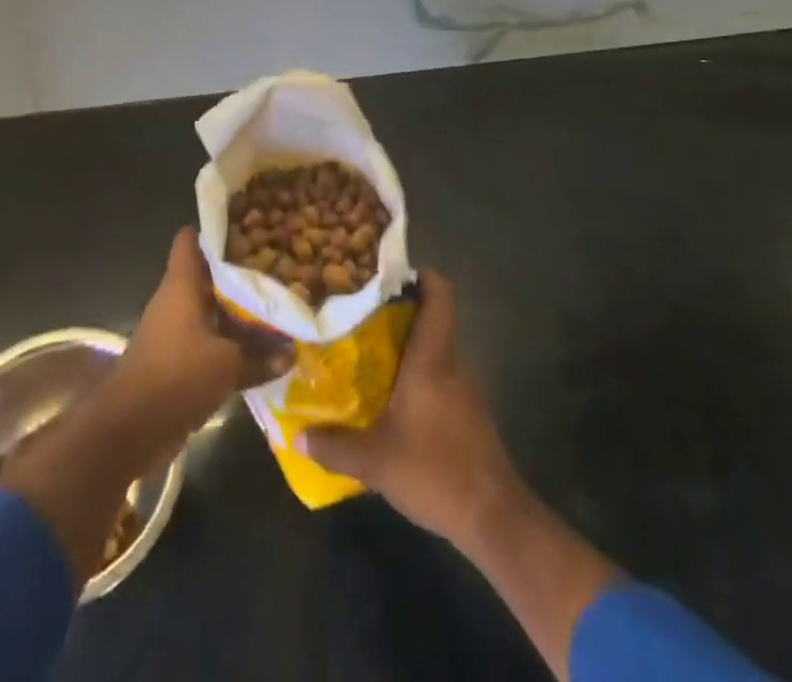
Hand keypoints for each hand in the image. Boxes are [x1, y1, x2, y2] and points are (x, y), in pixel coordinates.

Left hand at [109, 228, 291, 453]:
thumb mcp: (227, 365)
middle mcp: (175, 300)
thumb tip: (291, 353)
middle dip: (237, 273)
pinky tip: (257, 350)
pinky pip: (206, 340)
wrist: (130, 428)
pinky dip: (227, 343)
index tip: (248, 229)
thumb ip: (260, 356)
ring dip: (235, 312)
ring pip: (209, 309)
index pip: (190, 239)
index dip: (216, 230)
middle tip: (275, 269)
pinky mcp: (175, 360)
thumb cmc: (177, 376)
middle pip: (206, 274)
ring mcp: (173, 330)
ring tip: (274, 307)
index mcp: (181, 284)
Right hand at [297, 272, 523, 549]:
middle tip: (357, 312)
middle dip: (397, 312)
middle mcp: (451, 365)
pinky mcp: (468, 414)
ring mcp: (464, 390)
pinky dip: (415, 375)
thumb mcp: (376, 462)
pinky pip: (439, 377)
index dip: (423, 277)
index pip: (440, 298)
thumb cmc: (436, 472)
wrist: (495, 520)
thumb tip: (296, 436)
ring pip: (433, 350)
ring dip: (405, 346)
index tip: (391, 273)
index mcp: (432, 360)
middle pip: (430, 320)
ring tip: (364, 351)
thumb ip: (334, 447)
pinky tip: (389, 396)